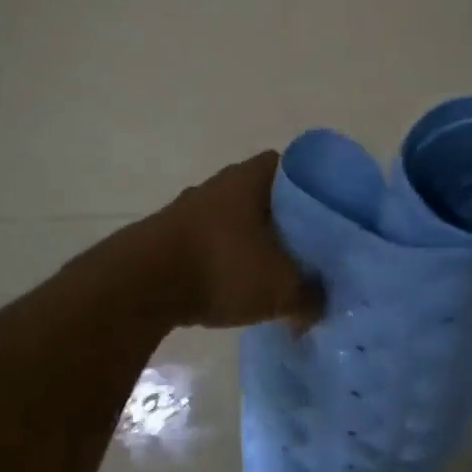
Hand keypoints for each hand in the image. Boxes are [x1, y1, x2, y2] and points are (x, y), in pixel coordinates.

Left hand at [143, 152, 322, 330]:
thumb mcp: (280, 288)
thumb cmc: (221, 267)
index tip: (328, 215)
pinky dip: (225, 257)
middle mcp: (221, 183)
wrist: (143, 284)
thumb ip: (310, 296)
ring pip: (236, 217)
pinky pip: (211, 239)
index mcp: (251, 178)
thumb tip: (320, 304)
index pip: (292, 168)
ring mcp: (192, 207)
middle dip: (284, 220)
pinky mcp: (171, 233)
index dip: (313, 188)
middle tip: (307, 249)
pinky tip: (234, 285)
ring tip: (272, 272)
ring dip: (252, 240)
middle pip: (264, 194)